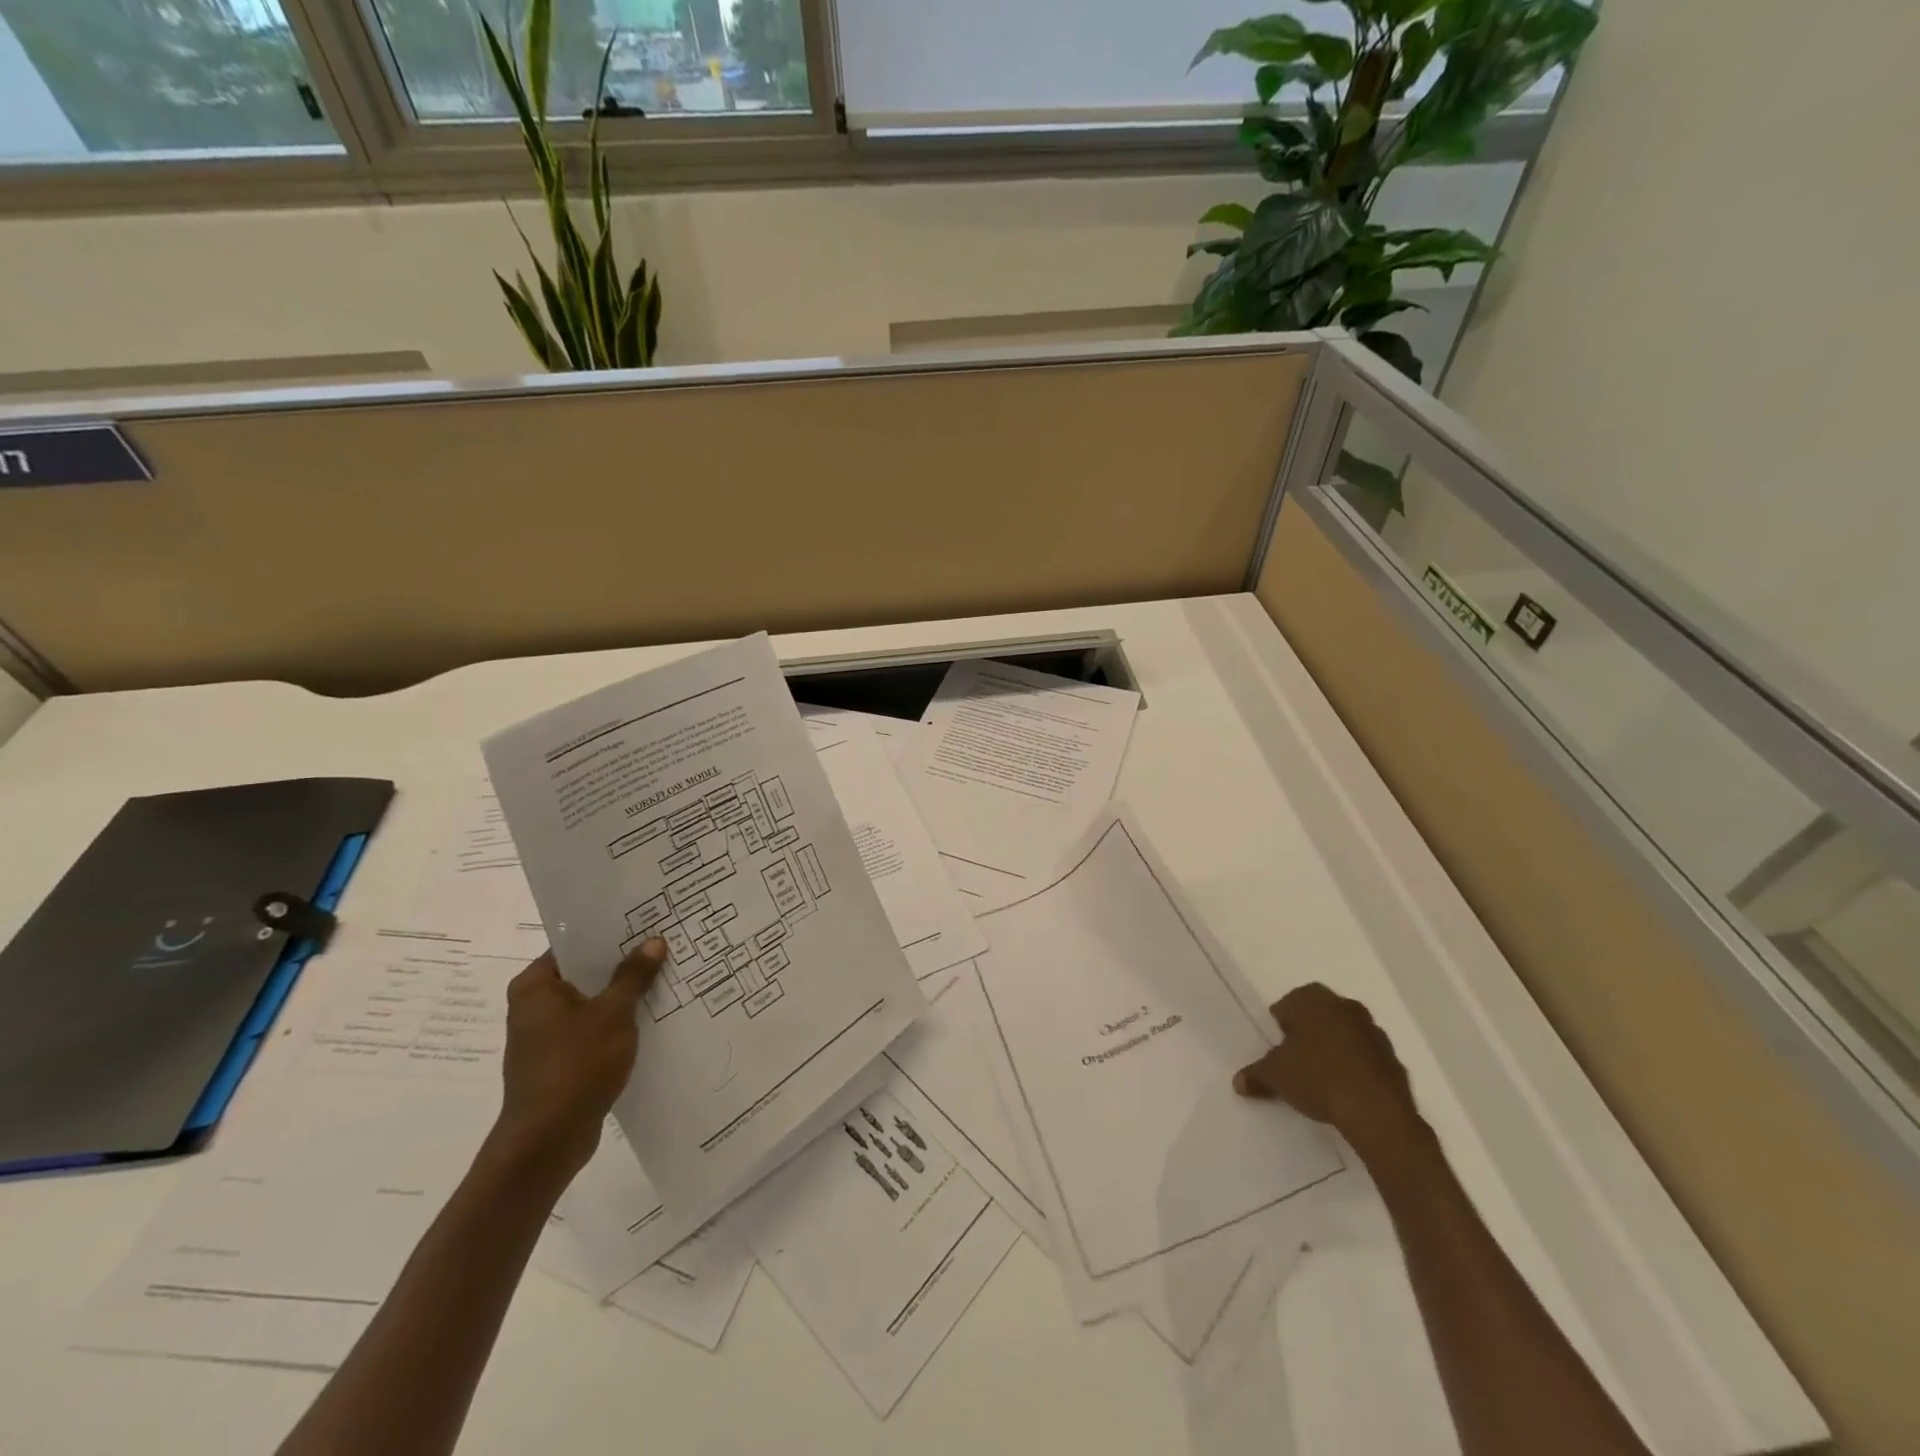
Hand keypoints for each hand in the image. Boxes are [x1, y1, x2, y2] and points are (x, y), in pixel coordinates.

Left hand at [490, 939, 665, 1188]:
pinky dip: (617, 1023)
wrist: (547, 1141)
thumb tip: (653, 942)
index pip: (574, 945)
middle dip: (623, 964)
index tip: (645, 921)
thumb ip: (633, 976)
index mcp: (535, 986)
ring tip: (666, 977)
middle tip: (664, 945)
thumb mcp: (613, 1014)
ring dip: (623, 995)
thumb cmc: (575, 1065)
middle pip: (585, 973)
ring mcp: (545, 1037)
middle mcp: (534, 1006)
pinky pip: (593, 1029)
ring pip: (592, 1003)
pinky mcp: (559, 1062)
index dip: (610, 933)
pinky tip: (652, 1018)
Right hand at [1233, 983, 1428, 1164]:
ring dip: (1334, 1048)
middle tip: (1296, 1060)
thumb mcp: (1275, 1077)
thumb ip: (1255, 1075)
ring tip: (1322, 1077)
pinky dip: (1356, 1067)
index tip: (1277, 1050)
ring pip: (1344, 1033)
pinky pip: (1365, 1056)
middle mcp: (1344, 1006)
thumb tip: (1238, 1082)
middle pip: (1318, 1015)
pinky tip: (1347, 1090)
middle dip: (1308, 1033)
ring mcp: (1373, 1031)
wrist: (1377, 1113)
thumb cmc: (1317, 1078)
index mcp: (1312, 1000)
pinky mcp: (1393, 1058)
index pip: (1287, 1005)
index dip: (1279, 1027)